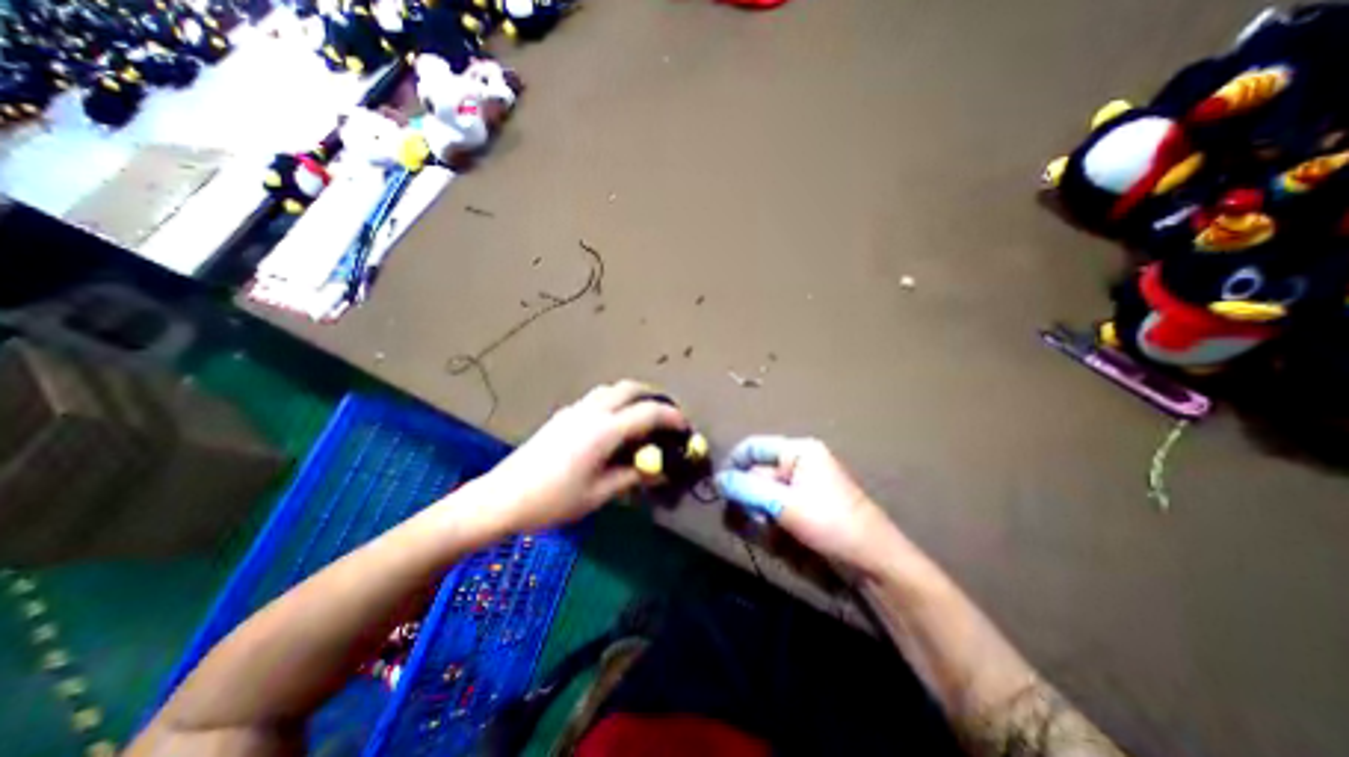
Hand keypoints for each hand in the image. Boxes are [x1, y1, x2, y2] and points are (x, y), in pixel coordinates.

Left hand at [472, 379, 685, 531]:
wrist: (501, 498)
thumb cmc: (553, 501)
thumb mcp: (599, 493)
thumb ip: (632, 477)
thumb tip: (659, 470)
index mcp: (605, 430)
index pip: (648, 413)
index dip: (672, 418)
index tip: (685, 428)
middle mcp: (592, 412)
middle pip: (630, 389)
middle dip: (653, 397)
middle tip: (666, 415)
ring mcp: (574, 411)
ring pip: (611, 390)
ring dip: (632, 397)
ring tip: (642, 417)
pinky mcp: (562, 416)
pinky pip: (596, 399)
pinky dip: (614, 403)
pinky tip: (612, 426)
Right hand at [711, 439, 899, 573]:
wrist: (874, 563)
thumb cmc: (830, 523)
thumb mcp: (784, 504)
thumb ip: (747, 489)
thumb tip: (718, 480)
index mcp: (798, 451)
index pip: (753, 447)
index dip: (734, 465)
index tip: (720, 489)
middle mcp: (799, 465)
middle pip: (757, 475)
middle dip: (750, 500)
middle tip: (750, 521)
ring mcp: (802, 488)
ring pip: (764, 497)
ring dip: (761, 518)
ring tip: (773, 535)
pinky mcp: (805, 509)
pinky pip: (777, 512)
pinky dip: (773, 527)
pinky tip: (783, 542)